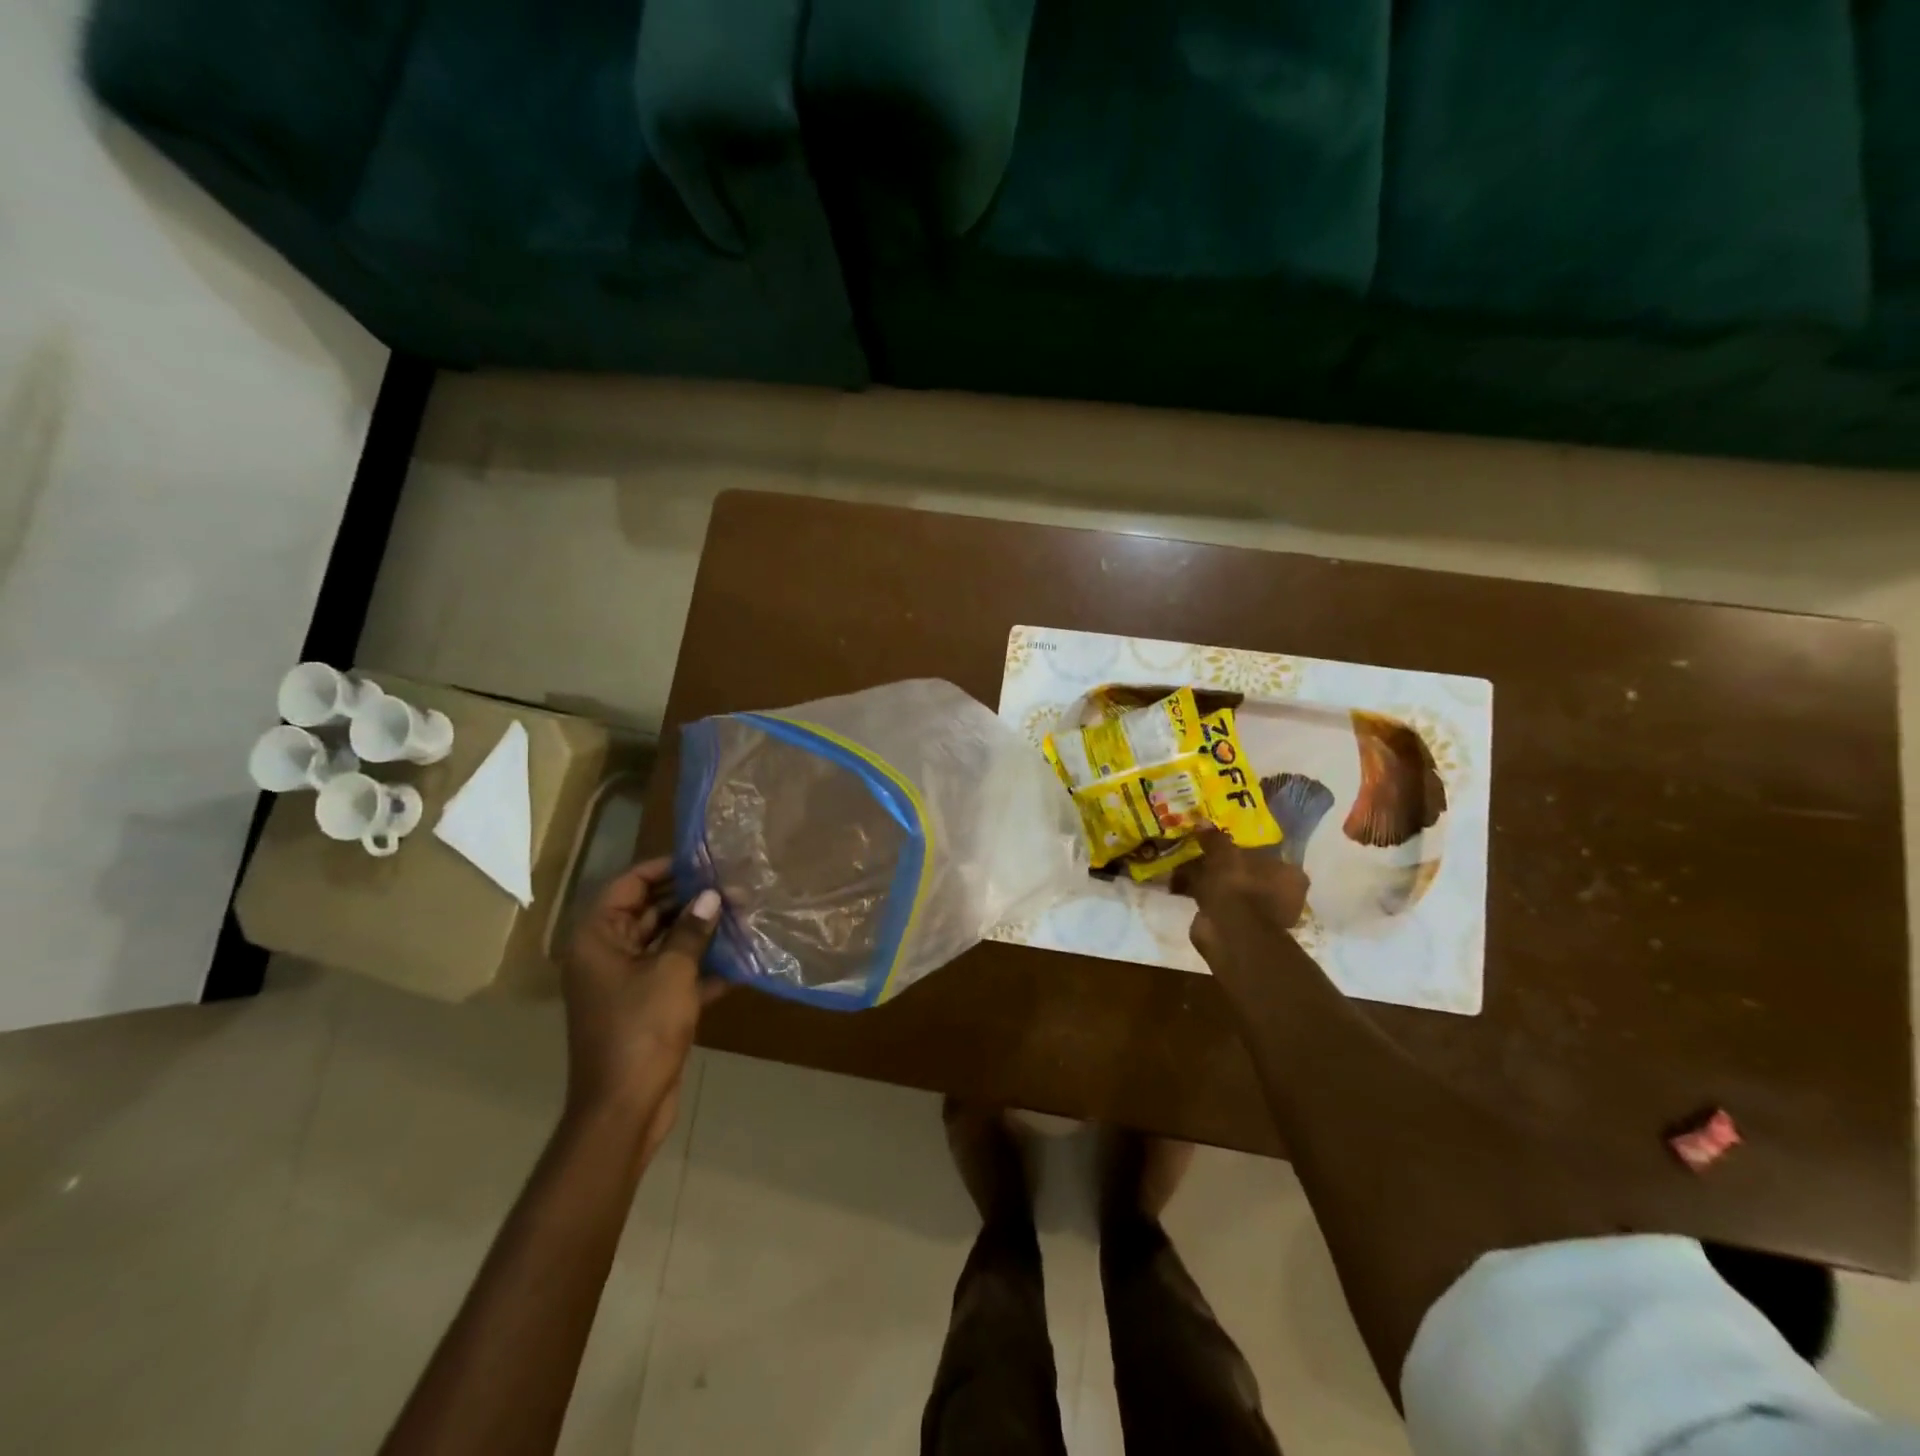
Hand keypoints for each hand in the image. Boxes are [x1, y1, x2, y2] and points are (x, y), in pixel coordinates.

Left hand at [562, 858, 724, 1157]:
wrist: (624, 1108)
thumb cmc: (641, 1029)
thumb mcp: (672, 972)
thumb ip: (692, 929)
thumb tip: (712, 896)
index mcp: (598, 939)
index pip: (629, 885)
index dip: (665, 868)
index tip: (704, 860)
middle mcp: (607, 955)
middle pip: (649, 911)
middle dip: (690, 900)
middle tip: (732, 885)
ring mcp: (625, 983)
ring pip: (665, 943)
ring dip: (699, 932)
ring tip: (742, 914)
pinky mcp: (645, 1008)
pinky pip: (674, 975)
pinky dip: (701, 968)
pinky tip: (740, 961)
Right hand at [1175, 830, 1309, 966]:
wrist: (1230, 932)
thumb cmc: (1238, 886)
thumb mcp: (1223, 853)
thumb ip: (1215, 839)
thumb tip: (1203, 822)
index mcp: (1291, 876)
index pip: (1271, 857)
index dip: (1247, 851)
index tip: (1225, 846)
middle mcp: (1284, 898)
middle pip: (1252, 876)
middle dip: (1228, 869)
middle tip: (1204, 857)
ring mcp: (1264, 917)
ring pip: (1235, 893)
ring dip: (1215, 885)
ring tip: (1187, 873)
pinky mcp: (1242, 931)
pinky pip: (1222, 908)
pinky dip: (1206, 901)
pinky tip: (1185, 891)